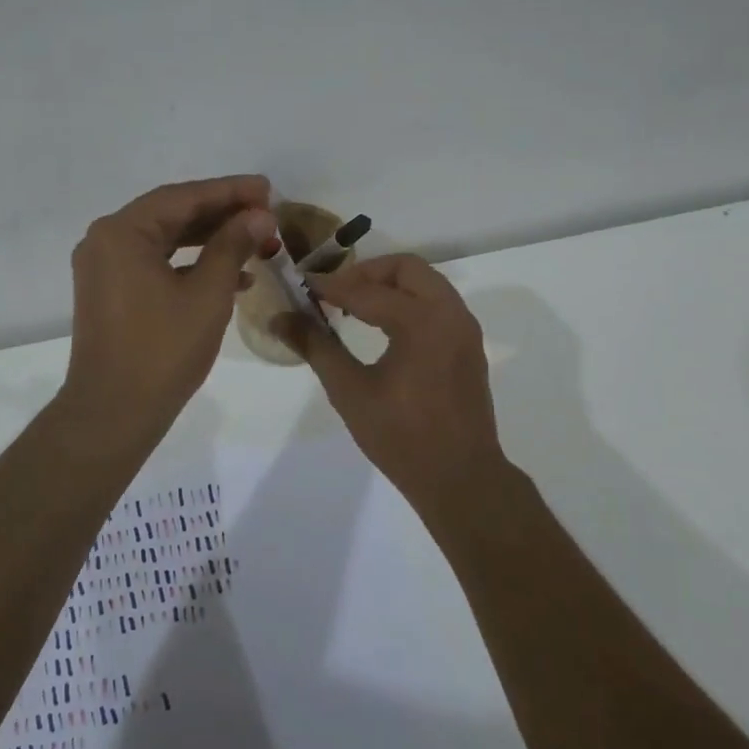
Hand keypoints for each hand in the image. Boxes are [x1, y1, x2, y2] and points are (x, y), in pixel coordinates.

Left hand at [61, 175, 277, 444]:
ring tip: (256, 240)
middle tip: (266, 212)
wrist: (114, 413)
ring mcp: (104, 268)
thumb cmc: (162, 351)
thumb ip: (233, 246)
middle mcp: (105, 241)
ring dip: (210, 240)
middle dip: (221, 214)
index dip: (229, 191)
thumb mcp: (207, 294)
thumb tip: (259, 216)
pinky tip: (232, 276)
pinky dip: (190, 265)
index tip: (267, 188)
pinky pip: (155, 264)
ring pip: (165, 240)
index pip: (183, 197)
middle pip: (171, 215)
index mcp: (122, 232)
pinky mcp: (110, 292)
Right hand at [275, 254, 507, 503]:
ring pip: (426, 283)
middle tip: (334, 293)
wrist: (461, 479)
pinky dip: (409, 302)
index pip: (366, 291)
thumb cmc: (401, 437)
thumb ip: (316, 347)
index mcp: (422, 322)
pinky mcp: (468, 346)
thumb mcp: (350, 391)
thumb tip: (280, 318)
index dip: (330, 286)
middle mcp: (450, 314)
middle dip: (366, 274)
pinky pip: (437, 304)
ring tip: (354, 308)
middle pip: (406, 268)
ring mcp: (464, 329)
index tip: (302, 285)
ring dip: (389, 286)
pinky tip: (382, 328)